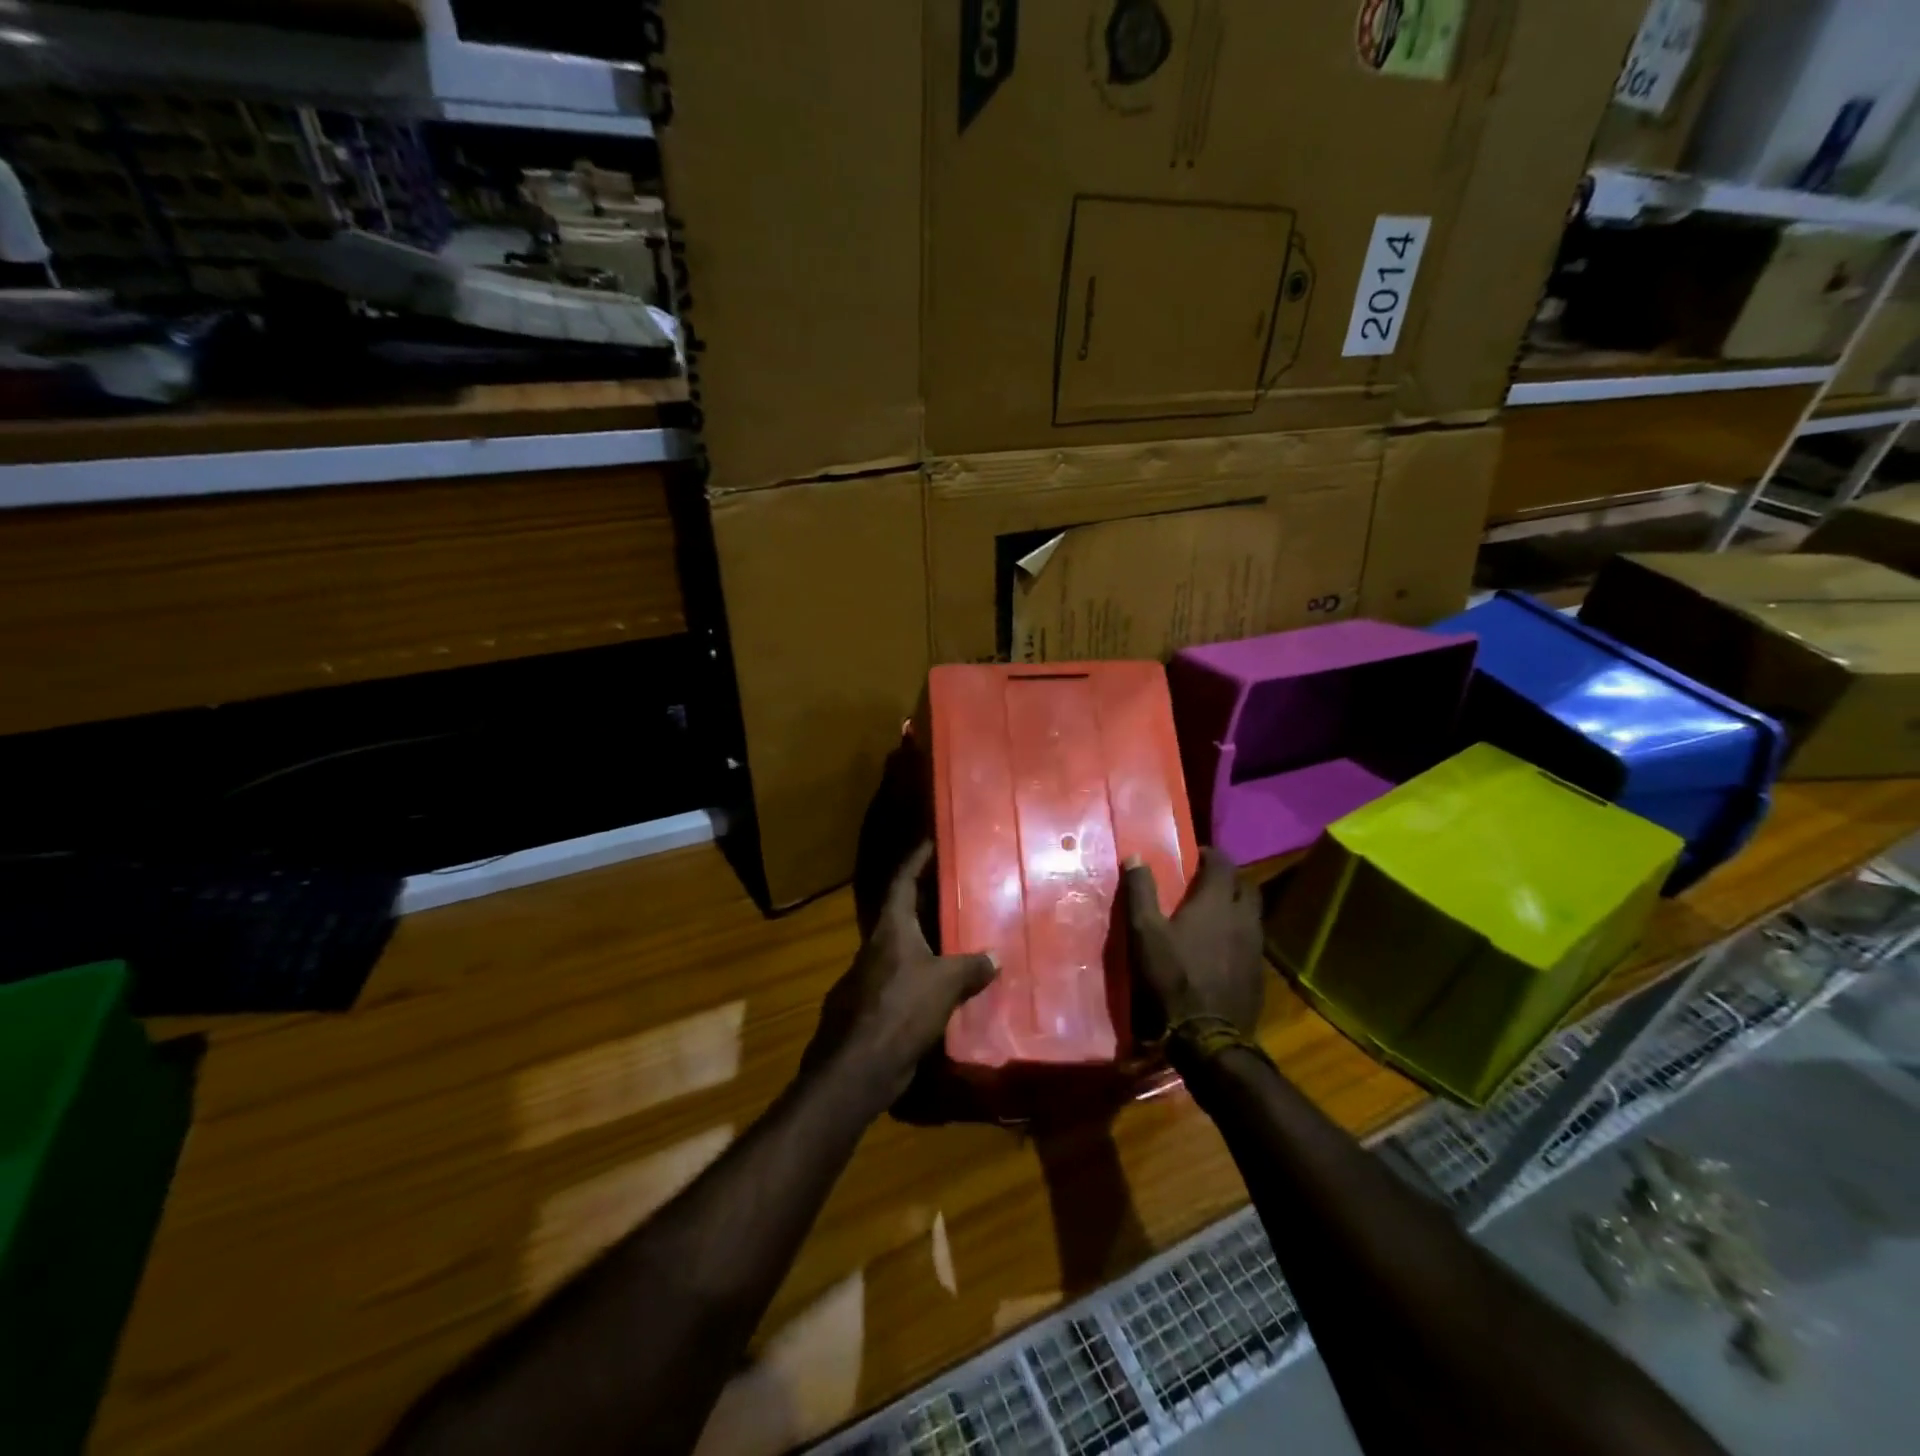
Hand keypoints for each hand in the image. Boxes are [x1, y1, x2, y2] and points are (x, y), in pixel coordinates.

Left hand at [806, 842, 998, 1110]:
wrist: (857, 1067)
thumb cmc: (900, 1010)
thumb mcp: (945, 984)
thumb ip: (971, 967)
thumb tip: (995, 956)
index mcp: (891, 929)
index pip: (902, 881)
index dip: (916, 859)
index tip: (931, 842)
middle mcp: (878, 947)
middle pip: (903, 913)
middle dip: (928, 900)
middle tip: (958, 889)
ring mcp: (872, 978)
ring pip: (905, 950)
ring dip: (929, 942)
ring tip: (961, 937)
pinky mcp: (875, 1008)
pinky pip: (905, 981)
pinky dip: (925, 977)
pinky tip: (948, 987)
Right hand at [1123, 848, 1265, 1037]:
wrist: (1207, 1035)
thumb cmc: (1172, 977)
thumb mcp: (1144, 932)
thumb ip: (1140, 891)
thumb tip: (1135, 857)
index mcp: (1217, 903)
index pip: (1224, 864)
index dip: (1211, 855)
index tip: (1196, 854)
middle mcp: (1243, 918)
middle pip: (1246, 886)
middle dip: (1229, 877)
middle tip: (1206, 881)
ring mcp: (1255, 946)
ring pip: (1252, 913)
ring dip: (1236, 905)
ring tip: (1213, 912)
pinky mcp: (1258, 971)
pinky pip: (1252, 939)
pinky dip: (1239, 932)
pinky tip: (1222, 946)